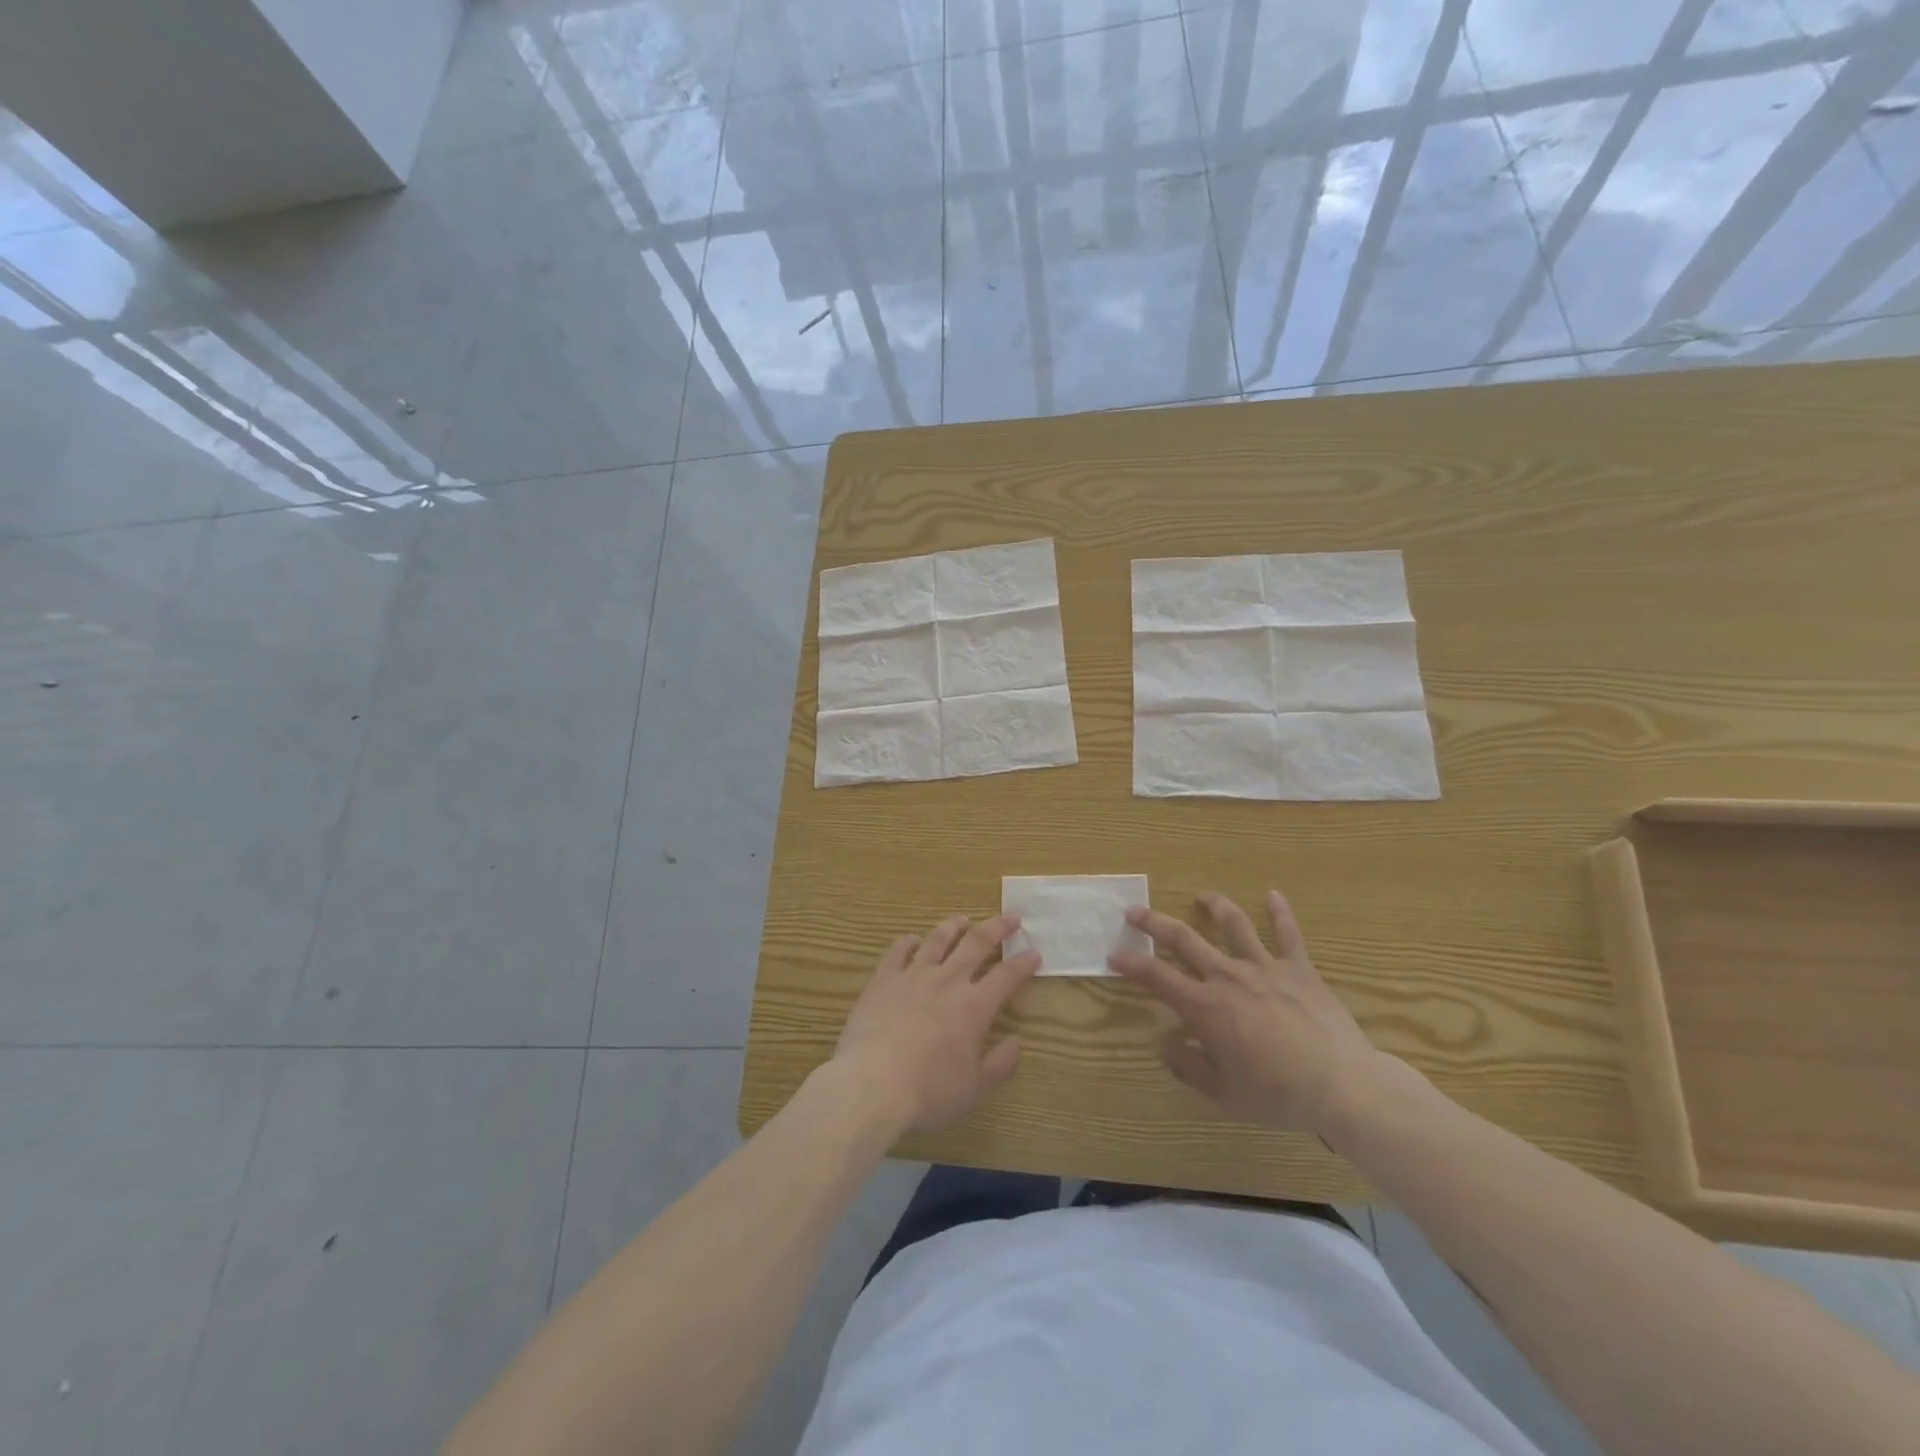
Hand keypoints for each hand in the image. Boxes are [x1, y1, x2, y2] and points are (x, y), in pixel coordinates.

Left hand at [831, 914, 1040, 1135]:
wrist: (872, 1084)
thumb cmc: (928, 1092)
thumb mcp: (974, 1089)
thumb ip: (999, 1065)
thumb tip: (1016, 1043)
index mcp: (974, 1007)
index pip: (1007, 976)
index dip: (1023, 964)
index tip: (1035, 953)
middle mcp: (947, 981)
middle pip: (977, 944)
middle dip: (997, 928)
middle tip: (1011, 917)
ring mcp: (913, 976)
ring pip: (937, 940)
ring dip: (953, 926)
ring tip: (963, 919)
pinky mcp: (883, 980)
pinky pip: (898, 951)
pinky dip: (908, 942)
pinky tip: (912, 939)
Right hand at [1109, 890, 1386, 1135]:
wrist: (1341, 1085)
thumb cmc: (1277, 1094)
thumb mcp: (1224, 1094)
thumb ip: (1188, 1067)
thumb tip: (1164, 1044)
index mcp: (1205, 1007)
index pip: (1156, 976)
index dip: (1130, 963)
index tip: (1114, 955)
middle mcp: (1228, 976)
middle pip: (1183, 939)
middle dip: (1154, 923)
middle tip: (1134, 911)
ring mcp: (1264, 967)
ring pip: (1233, 925)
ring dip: (1213, 907)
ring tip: (1201, 896)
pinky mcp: (1298, 969)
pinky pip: (1288, 934)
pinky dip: (1280, 912)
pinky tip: (1273, 895)